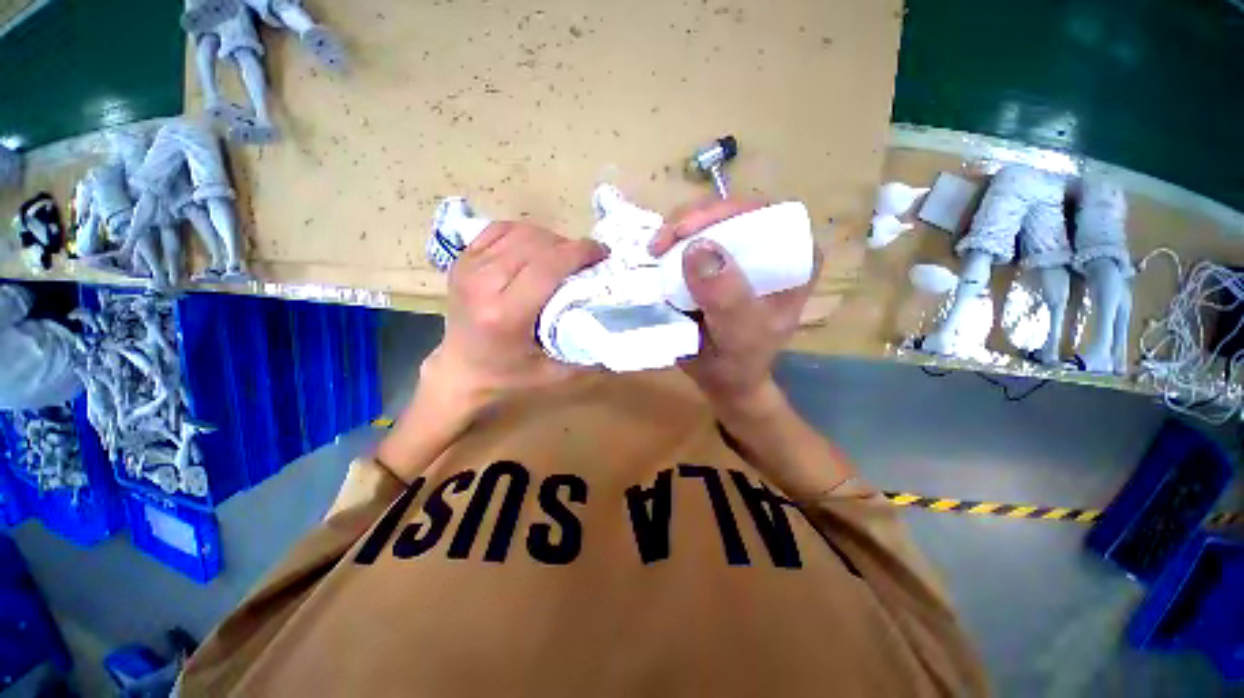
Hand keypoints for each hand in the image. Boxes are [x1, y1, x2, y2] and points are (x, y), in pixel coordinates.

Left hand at [423, 221, 606, 412]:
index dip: (580, 252)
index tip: (602, 253)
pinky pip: (500, 229)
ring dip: (549, 239)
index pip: (547, 266)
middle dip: (569, 246)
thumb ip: (589, 353)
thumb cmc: (510, 377)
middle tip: (587, 261)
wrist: (460, 372)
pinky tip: (536, 249)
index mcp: (505, 314)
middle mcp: (482, 284)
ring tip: (564, 256)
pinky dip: (524, 233)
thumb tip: (619, 329)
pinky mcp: (461, 260)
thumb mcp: (555, 375)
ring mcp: (468, 268)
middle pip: (536, 244)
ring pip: (520, 232)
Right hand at [648, 199, 821, 411]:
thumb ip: (726, 297)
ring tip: (655, 249)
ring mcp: (741, 255)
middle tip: (660, 242)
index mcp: (794, 261)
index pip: (765, 216)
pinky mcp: (718, 264)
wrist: (723, 380)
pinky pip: (694, 241)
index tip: (687, 231)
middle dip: (692, 220)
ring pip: (709, 223)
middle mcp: (771, 251)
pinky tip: (658, 253)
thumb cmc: (739, 361)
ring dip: (677, 232)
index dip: (724, 213)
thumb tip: (698, 248)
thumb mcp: (738, 334)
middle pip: (731, 213)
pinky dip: (672, 245)